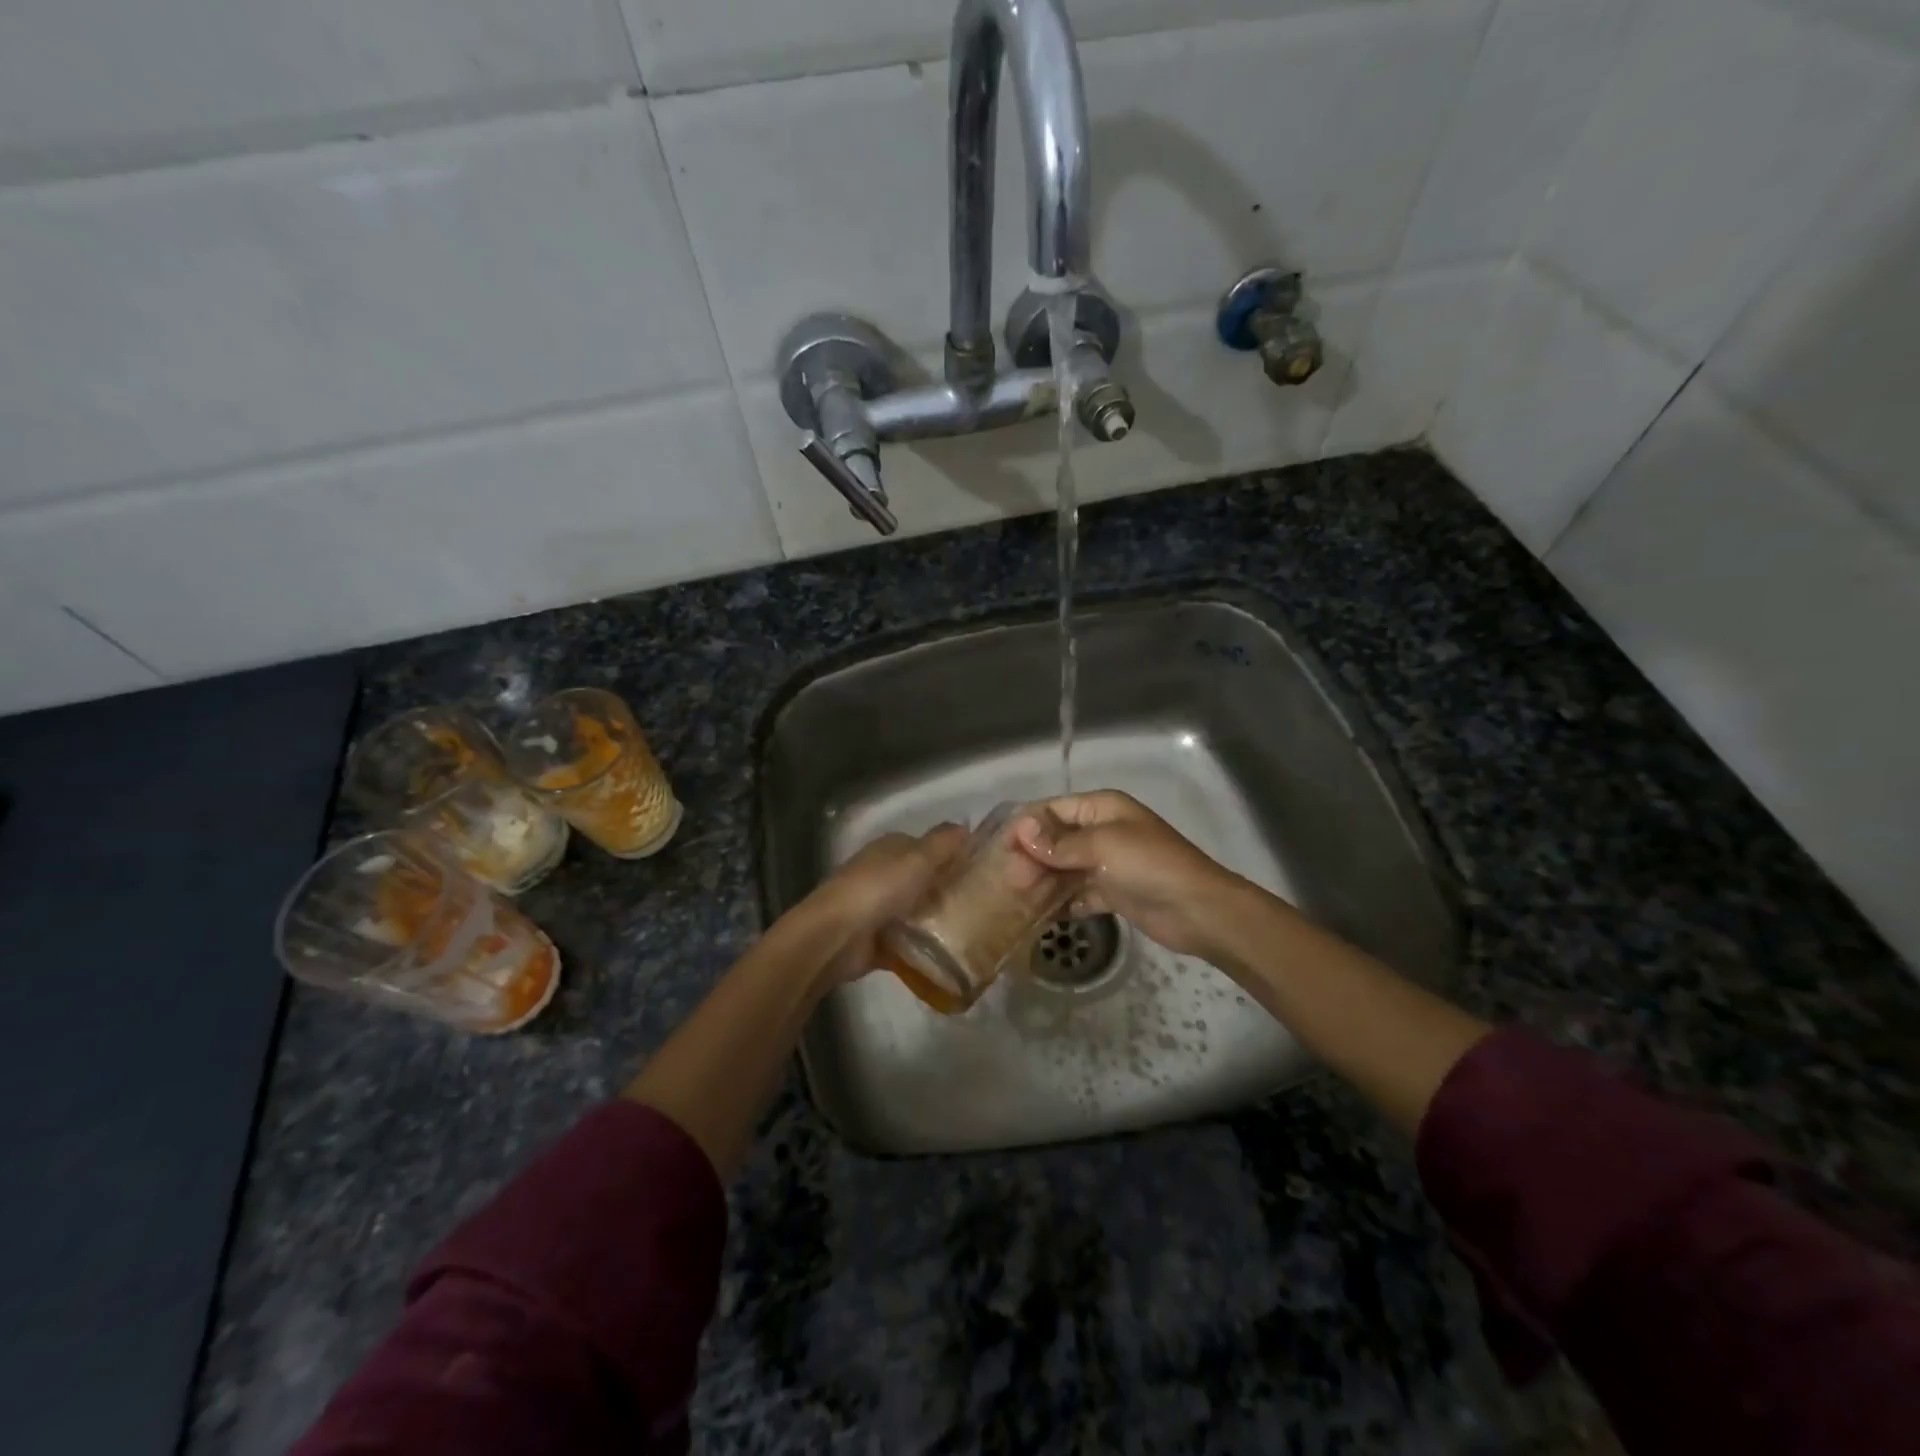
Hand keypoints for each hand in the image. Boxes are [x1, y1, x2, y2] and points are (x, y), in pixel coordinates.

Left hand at [804, 823, 967, 984]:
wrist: (835, 937)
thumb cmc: (878, 889)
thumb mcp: (917, 859)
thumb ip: (943, 843)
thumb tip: (965, 826)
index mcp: (889, 849)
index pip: (926, 847)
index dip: (951, 855)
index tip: (981, 870)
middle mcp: (882, 875)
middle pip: (922, 881)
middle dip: (947, 891)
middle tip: (984, 905)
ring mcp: (877, 909)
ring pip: (916, 912)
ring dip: (937, 921)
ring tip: (974, 931)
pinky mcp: (876, 942)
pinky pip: (908, 944)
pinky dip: (924, 950)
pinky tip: (950, 955)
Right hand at [1013, 790, 1250, 960]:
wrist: (1199, 910)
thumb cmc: (1150, 865)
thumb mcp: (1103, 846)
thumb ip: (1060, 843)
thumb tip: (1021, 830)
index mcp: (1102, 809)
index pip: (1053, 810)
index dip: (1026, 827)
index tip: (999, 849)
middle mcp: (1102, 831)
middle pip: (1056, 840)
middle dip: (1031, 857)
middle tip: (1007, 881)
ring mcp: (1108, 863)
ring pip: (1065, 868)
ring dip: (1042, 881)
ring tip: (1014, 900)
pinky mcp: (1113, 893)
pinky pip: (1078, 893)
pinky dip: (1061, 903)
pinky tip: (1038, 916)